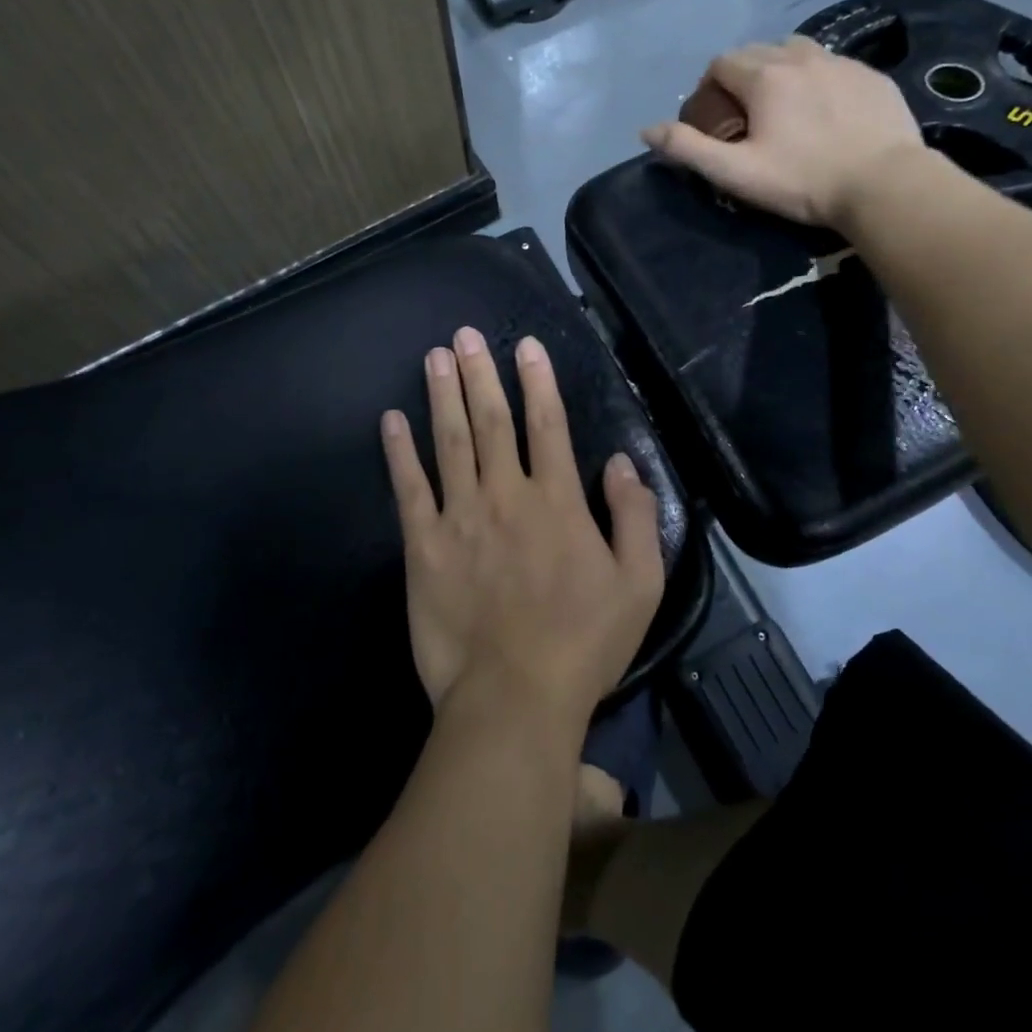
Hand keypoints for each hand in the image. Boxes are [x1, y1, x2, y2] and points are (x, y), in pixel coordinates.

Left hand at [381, 327, 665, 735]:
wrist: (514, 696)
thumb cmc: (584, 643)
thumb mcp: (640, 583)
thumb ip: (635, 516)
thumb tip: (621, 462)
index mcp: (557, 501)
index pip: (548, 426)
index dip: (538, 381)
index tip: (525, 346)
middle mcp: (506, 495)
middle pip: (492, 422)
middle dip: (480, 374)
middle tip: (466, 335)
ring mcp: (459, 518)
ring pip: (450, 443)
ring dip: (442, 396)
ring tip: (435, 357)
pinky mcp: (422, 547)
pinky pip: (408, 489)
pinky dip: (399, 453)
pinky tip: (392, 421)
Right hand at [641, 36, 927, 228]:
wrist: (883, 185)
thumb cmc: (803, 181)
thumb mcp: (736, 173)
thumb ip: (688, 148)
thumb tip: (645, 130)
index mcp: (764, 76)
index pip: (721, 63)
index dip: (709, 87)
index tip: (715, 118)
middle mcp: (801, 57)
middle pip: (758, 50)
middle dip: (743, 75)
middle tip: (747, 116)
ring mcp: (842, 62)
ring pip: (799, 52)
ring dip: (782, 71)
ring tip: (787, 109)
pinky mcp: (873, 76)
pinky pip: (834, 66)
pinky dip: (819, 80)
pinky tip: (827, 114)